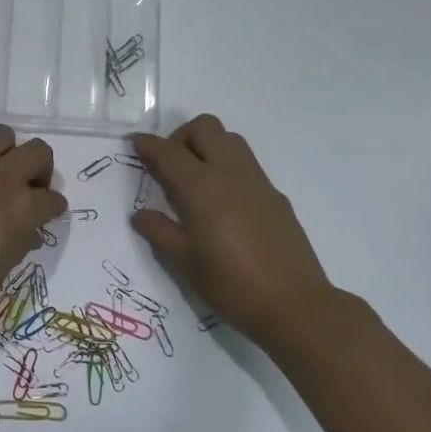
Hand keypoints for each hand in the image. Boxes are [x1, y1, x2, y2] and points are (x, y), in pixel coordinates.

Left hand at [0, 125, 66, 333]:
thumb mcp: (2, 268)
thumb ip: (22, 241)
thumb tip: (31, 229)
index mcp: (22, 207)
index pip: (54, 199)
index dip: (52, 210)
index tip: (45, 216)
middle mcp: (2, 176)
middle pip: (39, 152)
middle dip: (39, 170)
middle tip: (27, 188)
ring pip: (3, 134)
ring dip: (6, 153)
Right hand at [130, 115, 334, 346]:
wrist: (294, 304)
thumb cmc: (231, 284)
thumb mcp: (185, 262)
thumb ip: (160, 232)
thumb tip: (141, 215)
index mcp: (201, 187)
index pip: (168, 151)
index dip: (148, 144)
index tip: (136, 144)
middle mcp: (229, 172)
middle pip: (204, 127)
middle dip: (181, 136)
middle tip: (171, 166)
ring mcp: (256, 181)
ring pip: (230, 138)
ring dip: (208, 146)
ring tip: (197, 181)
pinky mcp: (275, 194)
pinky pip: (246, 163)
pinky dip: (228, 166)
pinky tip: (224, 203)